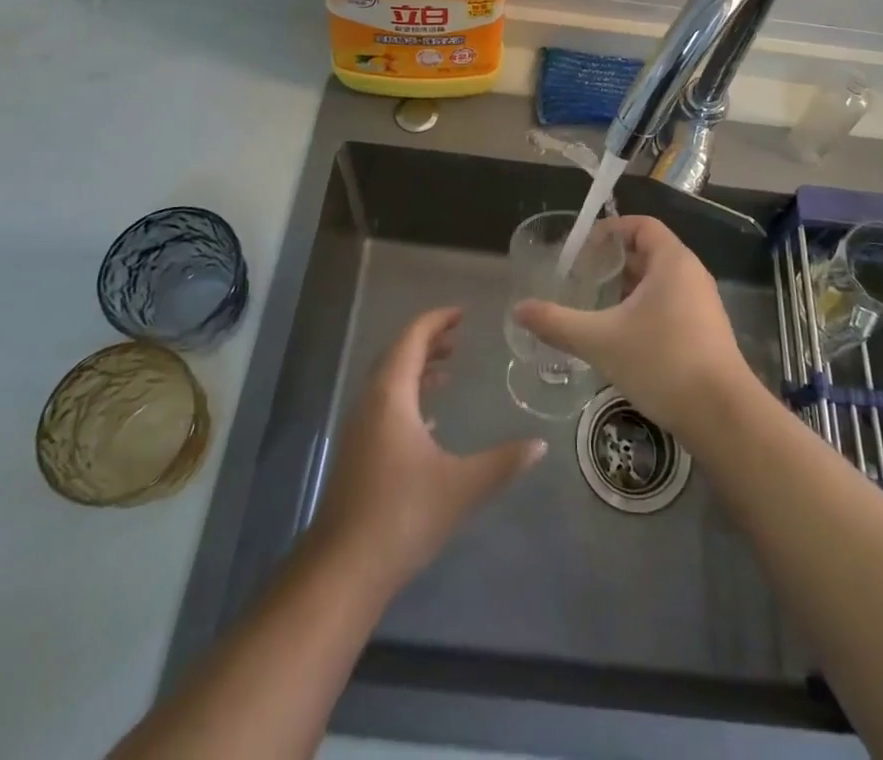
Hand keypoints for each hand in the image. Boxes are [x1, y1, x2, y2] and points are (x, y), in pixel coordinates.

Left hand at [309, 308, 545, 593]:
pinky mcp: (359, 453)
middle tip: (460, 336)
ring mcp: (361, 429)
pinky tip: (431, 418)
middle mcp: (371, 403)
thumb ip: (502, 462)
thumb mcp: (461, 486)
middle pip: (399, 355)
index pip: (412, 339)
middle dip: (429, 341)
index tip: (462, 313)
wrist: (343, 569)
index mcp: (391, 396)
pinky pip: (386, 406)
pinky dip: (410, 397)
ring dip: (418, 369)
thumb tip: (539, 445)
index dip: (436, 321)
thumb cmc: (402, 515)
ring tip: (449, 369)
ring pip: (390, 382)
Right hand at [512, 214, 753, 438]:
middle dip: (614, 263)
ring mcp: (703, 304)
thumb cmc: (662, 363)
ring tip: (596, 306)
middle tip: (581, 278)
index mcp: (672, 262)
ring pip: (659, 282)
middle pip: (649, 252)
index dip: (610, 230)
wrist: (723, 417)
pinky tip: (622, 336)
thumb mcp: (601, 341)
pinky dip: (644, 309)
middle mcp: (691, 274)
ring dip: (628, 288)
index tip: (582, 249)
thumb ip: (557, 323)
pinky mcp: (706, 332)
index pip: (641, 225)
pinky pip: (670, 304)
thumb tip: (518, 310)